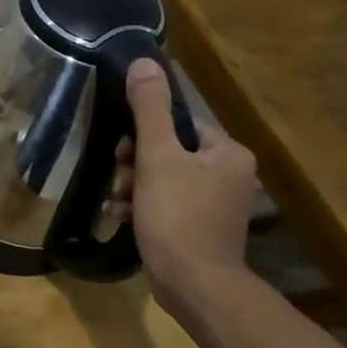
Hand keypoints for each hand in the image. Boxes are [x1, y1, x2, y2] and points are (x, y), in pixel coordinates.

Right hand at [106, 59, 257, 305]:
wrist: (194, 285)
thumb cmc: (177, 215)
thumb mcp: (156, 156)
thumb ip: (150, 108)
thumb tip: (145, 62)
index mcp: (227, 153)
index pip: (179, 125)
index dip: (145, 135)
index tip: (124, 153)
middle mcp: (228, 175)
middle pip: (168, 152)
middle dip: (134, 165)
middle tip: (120, 180)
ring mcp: (215, 205)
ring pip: (161, 179)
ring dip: (132, 187)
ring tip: (118, 202)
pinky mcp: (199, 228)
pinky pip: (164, 204)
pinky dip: (141, 206)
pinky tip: (120, 216)